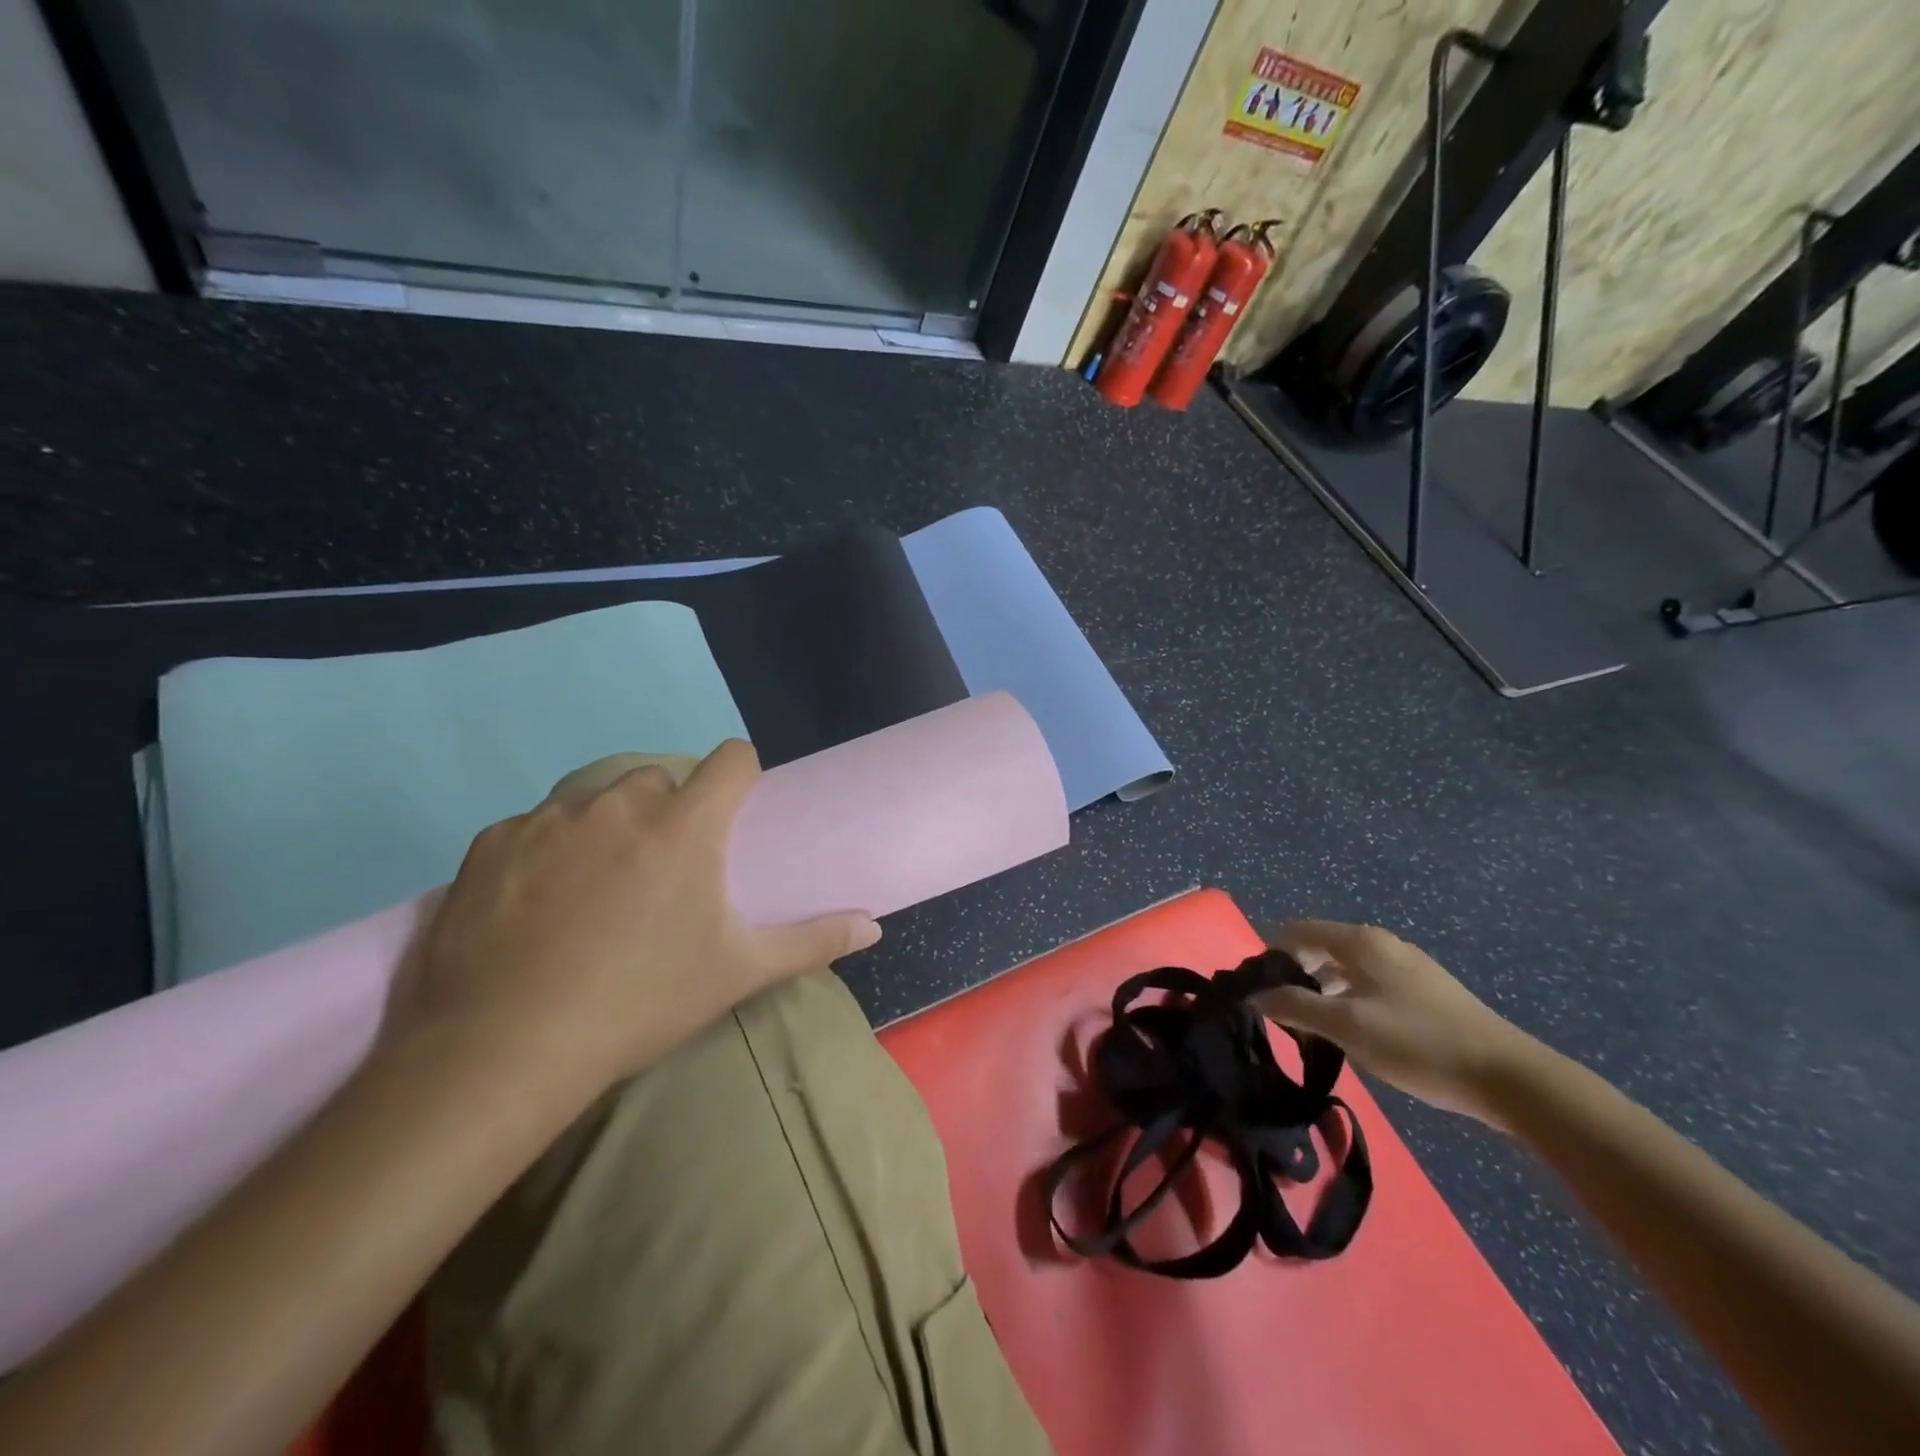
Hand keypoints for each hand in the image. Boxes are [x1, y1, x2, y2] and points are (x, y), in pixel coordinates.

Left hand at [383, 741, 881, 1105]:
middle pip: (659, 780)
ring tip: (595, 894)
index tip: (736, 813)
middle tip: (663, 872)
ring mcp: (548, 819)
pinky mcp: (490, 843)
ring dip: (606, 830)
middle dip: (669, 811)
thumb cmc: (641, 1002)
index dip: (740, 777)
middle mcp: (618, 803)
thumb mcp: (737, 972)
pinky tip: (535, 908)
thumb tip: (875, 926)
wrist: (501, 1054)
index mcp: (684, 825)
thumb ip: (812, 941)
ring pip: (594, 803)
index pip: (730, 759)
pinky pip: (533, 829)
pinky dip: (544, 853)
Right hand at [1254, 919, 1535, 1127]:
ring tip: (1313, 1024)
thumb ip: (1296, 1006)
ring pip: (1348, 966)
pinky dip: (1351, 997)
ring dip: (1324, 988)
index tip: (1257, 988)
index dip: (1272, 954)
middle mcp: (1383, 943)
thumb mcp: (1347, 1026)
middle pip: (1322, 946)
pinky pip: (1372, 982)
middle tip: (1281, 1010)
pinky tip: (1355, 1030)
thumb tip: (1255, 995)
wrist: (1508, 1078)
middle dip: (1296, 972)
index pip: (1298, 930)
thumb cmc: (1418, 1043)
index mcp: (1361, 941)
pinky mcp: (1428, 991)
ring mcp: (1409, 965)